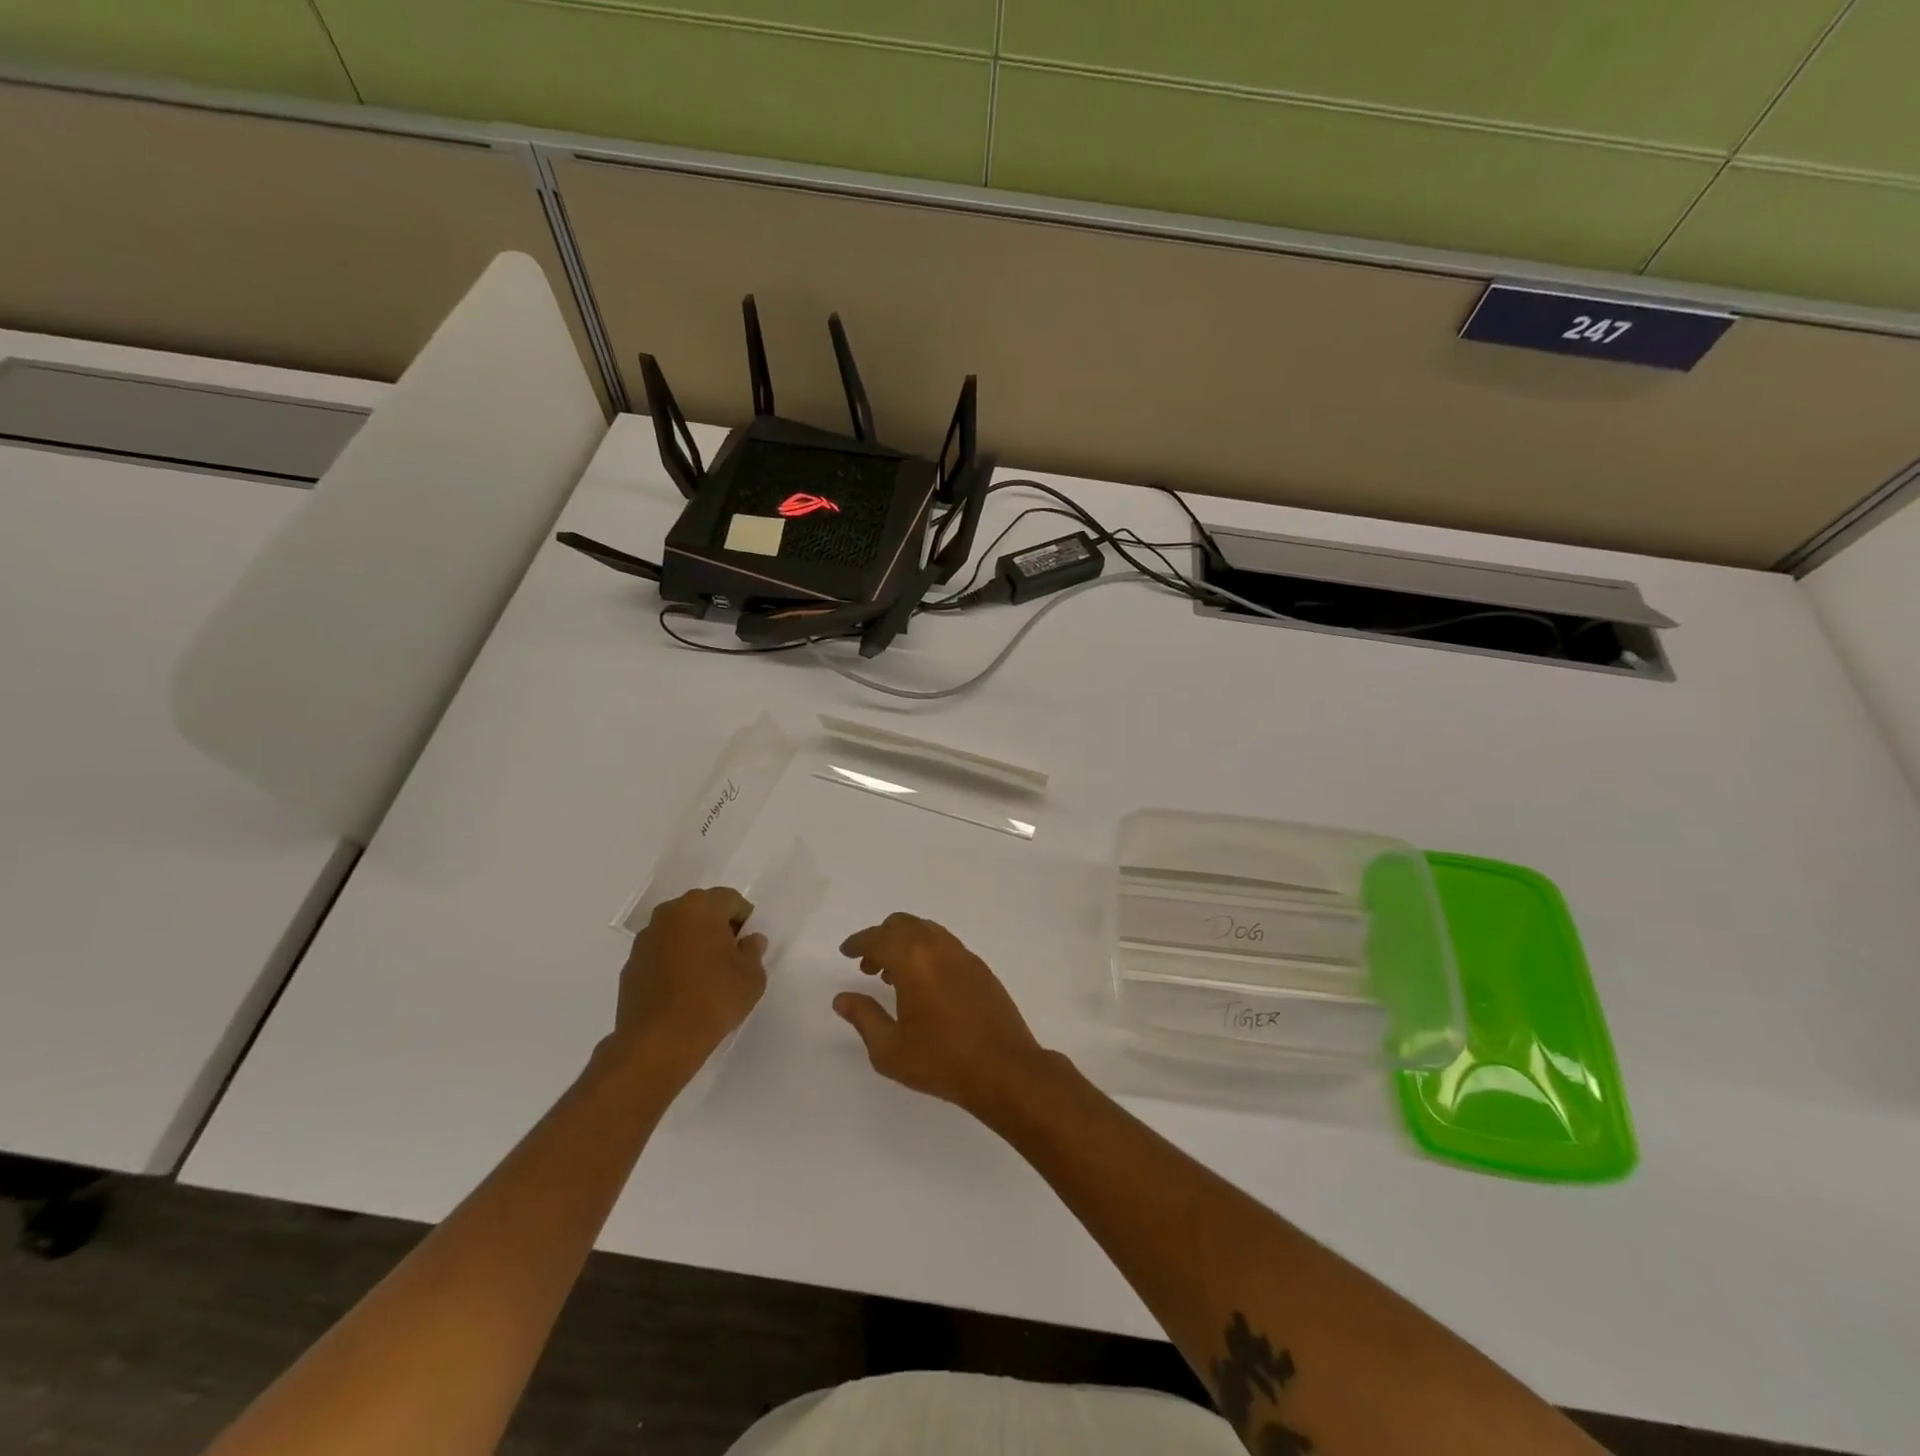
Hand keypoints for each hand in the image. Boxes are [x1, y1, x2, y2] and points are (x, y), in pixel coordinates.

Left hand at [612, 888, 766, 1084]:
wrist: (659, 1042)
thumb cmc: (714, 999)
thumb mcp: (752, 976)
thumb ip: (753, 951)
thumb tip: (749, 941)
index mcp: (700, 907)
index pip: (730, 899)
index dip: (744, 920)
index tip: (749, 946)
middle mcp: (668, 914)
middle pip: (701, 911)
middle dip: (717, 928)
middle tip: (730, 958)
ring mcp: (644, 940)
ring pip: (678, 932)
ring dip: (692, 944)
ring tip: (705, 977)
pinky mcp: (630, 967)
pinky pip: (660, 954)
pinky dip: (673, 963)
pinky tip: (683, 991)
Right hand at [834, 913, 1049, 1116]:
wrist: (1005, 1069)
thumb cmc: (941, 1061)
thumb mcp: (890, 1049)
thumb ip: (864, 1017)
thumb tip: (843, 998)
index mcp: (914, 960)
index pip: (878, 938)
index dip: (859, 942)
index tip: (847, 952)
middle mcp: (939, 947)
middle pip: (903, 924)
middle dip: (881, 939)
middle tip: (868, 966)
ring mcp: (964, 955)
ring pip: (927, 931)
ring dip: (906, 944)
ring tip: (894, 976)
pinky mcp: (981, 968)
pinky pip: (946, 945)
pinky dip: (927, 952)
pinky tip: (925, 984)